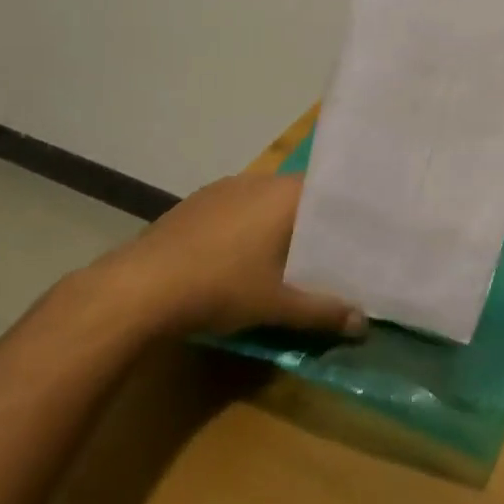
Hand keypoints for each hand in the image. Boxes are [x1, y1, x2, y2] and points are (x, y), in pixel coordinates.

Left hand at [89, 174, 367, 340]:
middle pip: (297, 196)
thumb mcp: (278, 305)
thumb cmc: (221, 286)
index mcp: (285, 194)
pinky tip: (239, 256)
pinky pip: (236, 207)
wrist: (140, 287)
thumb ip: (322, 312)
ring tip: (286, 256)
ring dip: (276, 224)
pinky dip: (246, 227)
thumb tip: (363, 324)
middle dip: (310, 223)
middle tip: (327, 252)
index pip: (329, 192)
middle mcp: (259, 180)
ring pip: (265, 201)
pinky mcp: (196, 202)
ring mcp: (224, 188)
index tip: (359, 233)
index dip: (344, 214)